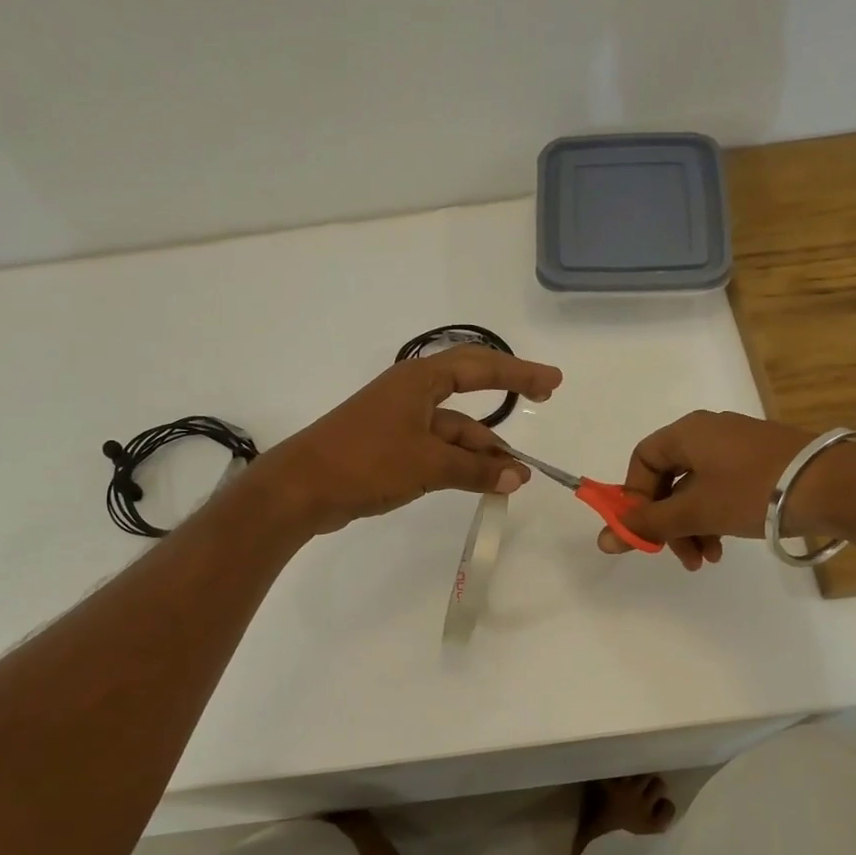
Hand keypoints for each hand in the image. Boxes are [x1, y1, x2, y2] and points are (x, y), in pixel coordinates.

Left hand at [257, 346, 563, 535]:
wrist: (303, 488)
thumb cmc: (366, 461)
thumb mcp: (427, 463)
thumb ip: (475, 469)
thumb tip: (517, 476)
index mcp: (419, 381)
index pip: (480, 365)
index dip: (519, 371)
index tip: (552, 381)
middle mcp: (412, 394)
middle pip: (470, 389)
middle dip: (506, 396)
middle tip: (544, 397)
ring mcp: (400, 421)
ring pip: (454, 429)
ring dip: (483, 449)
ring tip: (514, 476)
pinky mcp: (391, 448)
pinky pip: (437, 449)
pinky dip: (461, 463)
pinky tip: (482, 481)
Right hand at [596, 411, 836, 570]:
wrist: (834, 486)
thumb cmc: (752, 491)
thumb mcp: (695, 511)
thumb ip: (648, 525)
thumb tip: (603, 540)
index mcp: (687, 433)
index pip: (642, 460)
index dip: (635, 497)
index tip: (643, 531)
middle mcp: (709, 433)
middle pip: (669, 479)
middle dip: (668, 522)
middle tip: (677, 555)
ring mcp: (737, 447)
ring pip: (697, 489)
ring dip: (693, 526)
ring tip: (706, 559)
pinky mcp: (762, 462)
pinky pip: (722, 489)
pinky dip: (716, 517)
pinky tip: (724, 545)